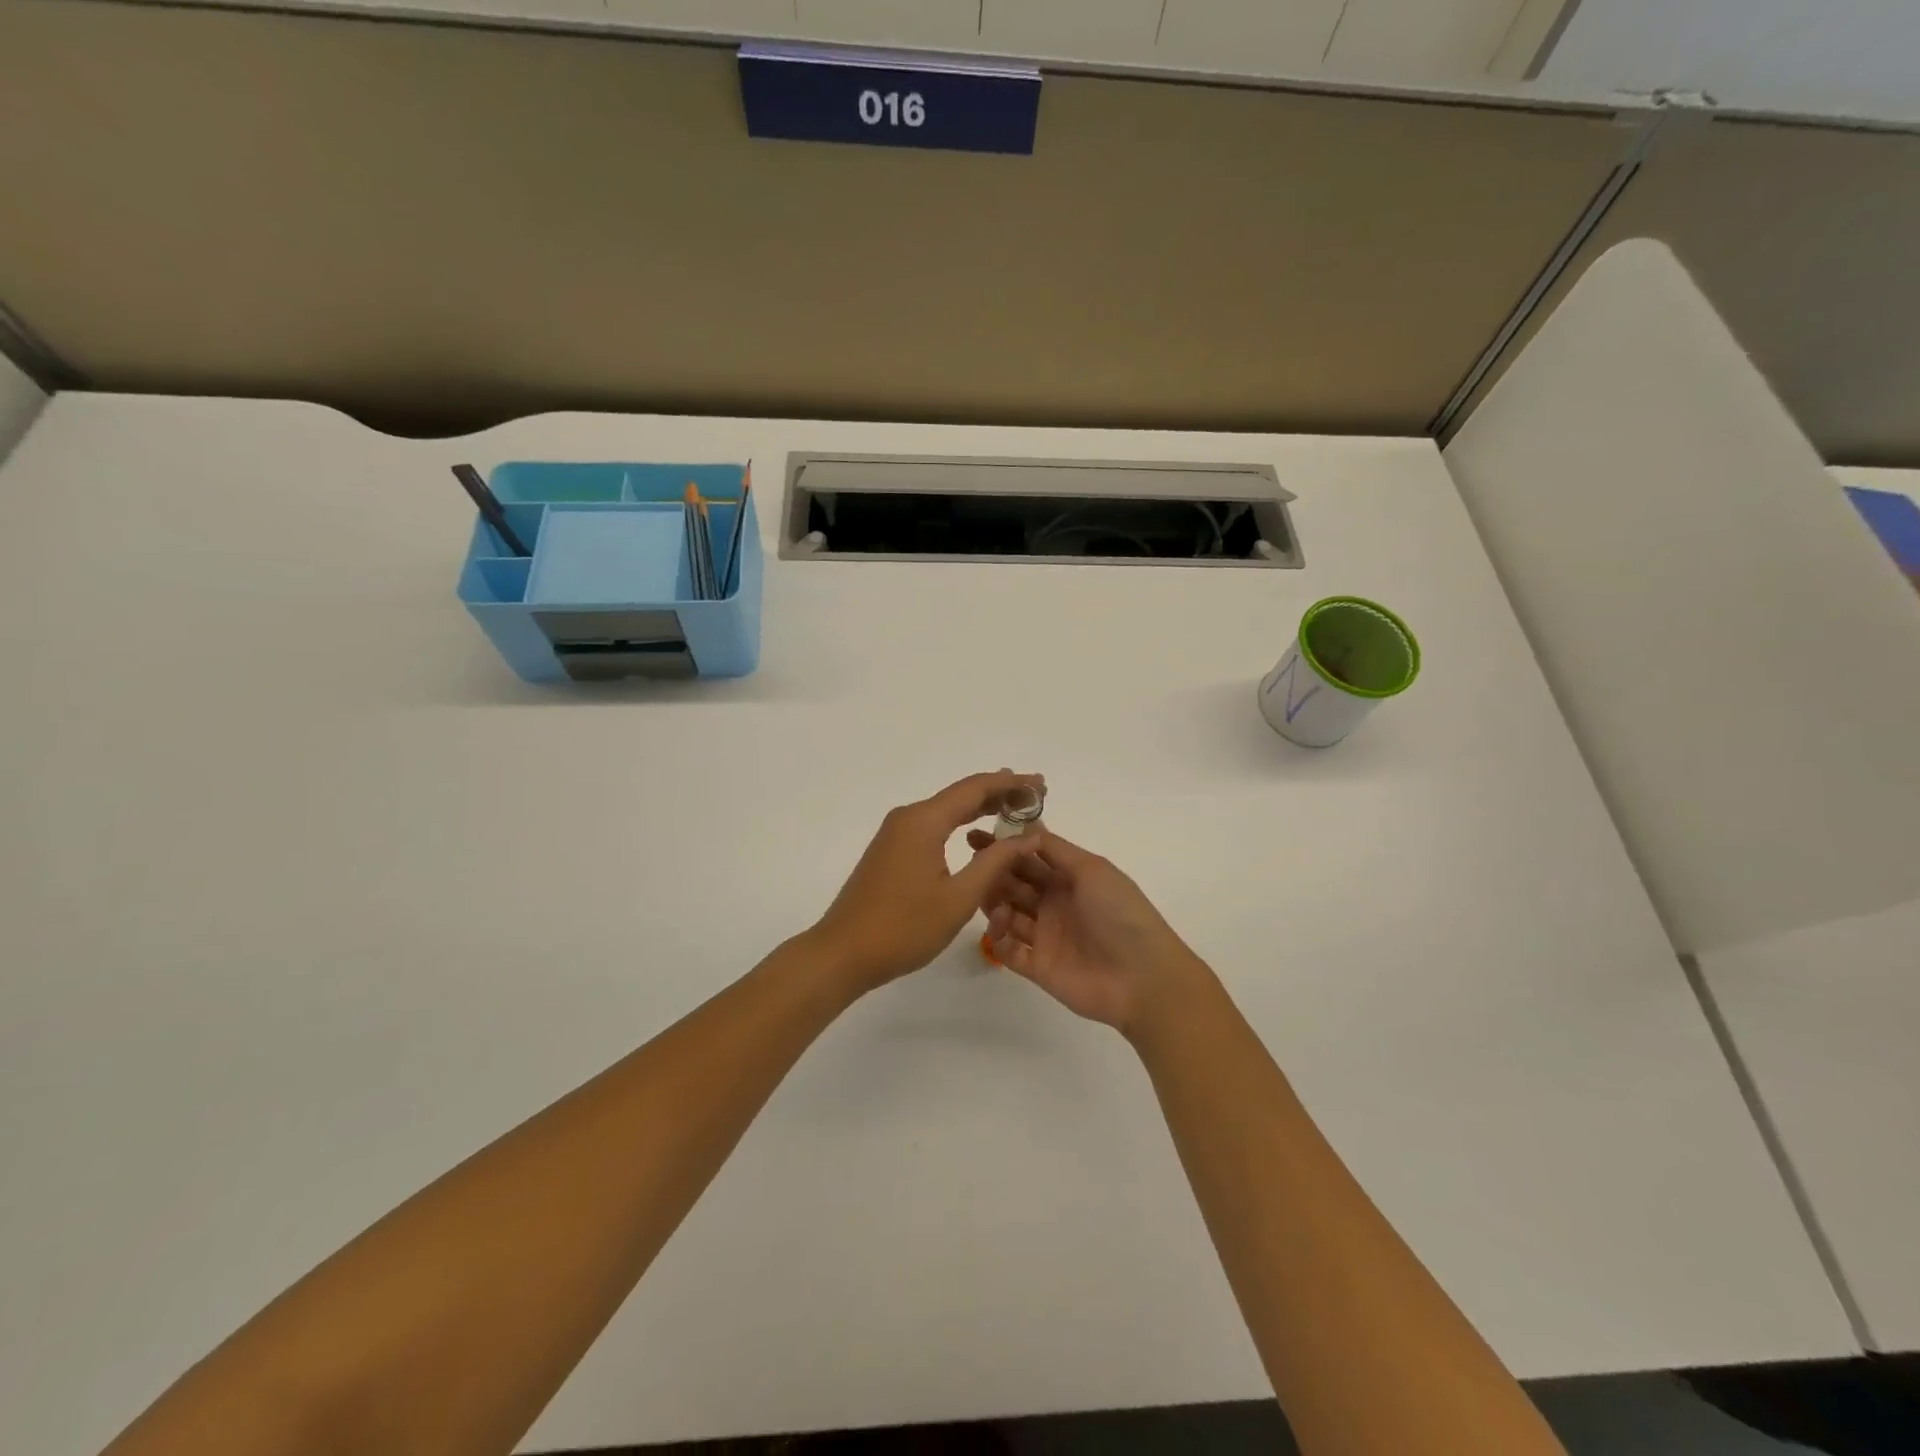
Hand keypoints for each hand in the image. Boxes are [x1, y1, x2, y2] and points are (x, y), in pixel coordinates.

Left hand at [809, 770, 1045, 992]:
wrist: (842, 953)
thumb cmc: (903, 927)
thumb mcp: (958, 898)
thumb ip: (995, 863)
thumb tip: (1029, 836)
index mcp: (924, 821)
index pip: (975, 788)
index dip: (1011, 784)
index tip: (1041, 784)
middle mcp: (908, 817)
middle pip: (960, 795)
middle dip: (999, 793)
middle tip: (1036, 797)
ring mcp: (896, 834)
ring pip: (946, 811)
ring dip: (980, 809)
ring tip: (1015, 811)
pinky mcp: (891, 851)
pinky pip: (933, 826)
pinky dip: (960, 824)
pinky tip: (977, 835)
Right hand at [965, 829, 1207, 1035]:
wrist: (1142, 977)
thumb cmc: (1120, 913)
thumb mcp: (1092, 869)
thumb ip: (1056, 849)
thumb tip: (1025, 827)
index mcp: (1070, 877)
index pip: (1030, 856)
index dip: (1005, 845)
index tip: (976, 835)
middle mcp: (1054, 903)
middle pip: (1014, 882)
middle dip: (993, 871)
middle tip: (972, 865)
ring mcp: (1045, 936)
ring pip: (1007, 913)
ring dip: (993, 902)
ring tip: (986, 897)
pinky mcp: (1038, 966)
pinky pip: (1008, 950)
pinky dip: (998, 938)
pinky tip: (998, 928)